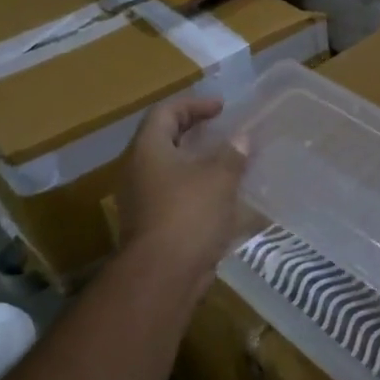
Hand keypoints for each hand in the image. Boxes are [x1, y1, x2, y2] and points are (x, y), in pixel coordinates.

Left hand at [119, 96, 248, 288]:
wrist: (162, 274)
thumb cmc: (189, 214)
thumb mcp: (219, 178)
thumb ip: (232, 154)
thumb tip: (242, 138)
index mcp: (148, 149)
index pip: (166, 112)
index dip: (194, 104)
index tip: (221, 108)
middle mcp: (138, 170)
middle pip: (164, 139)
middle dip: (195, 133)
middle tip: (222, 131)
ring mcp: (141, 199)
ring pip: (170, 170)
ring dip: (197, 164)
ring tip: (227, 164)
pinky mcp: (151, 224)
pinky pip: (174, 196)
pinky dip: (196, 190)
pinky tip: (221, 198)